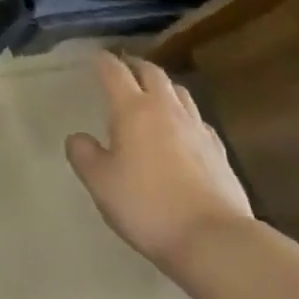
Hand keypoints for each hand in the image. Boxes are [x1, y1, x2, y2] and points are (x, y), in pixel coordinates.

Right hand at [66, 54, 253, 271]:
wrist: (215, 240)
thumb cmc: (148, 206)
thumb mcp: (101, 183)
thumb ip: (84, 155)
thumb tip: (77, 137)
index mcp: (133, 109)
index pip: (115, 71)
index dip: (103, 61)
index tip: (96, 57)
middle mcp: (166, 109)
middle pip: (152, 73)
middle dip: (136, 66)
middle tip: (125, 68)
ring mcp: (197, 129)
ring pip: (180, 92)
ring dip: (163, 87)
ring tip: (154, 94)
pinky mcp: (220, 152)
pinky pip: (199, 120)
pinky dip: (186, 116)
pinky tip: (184, 131)